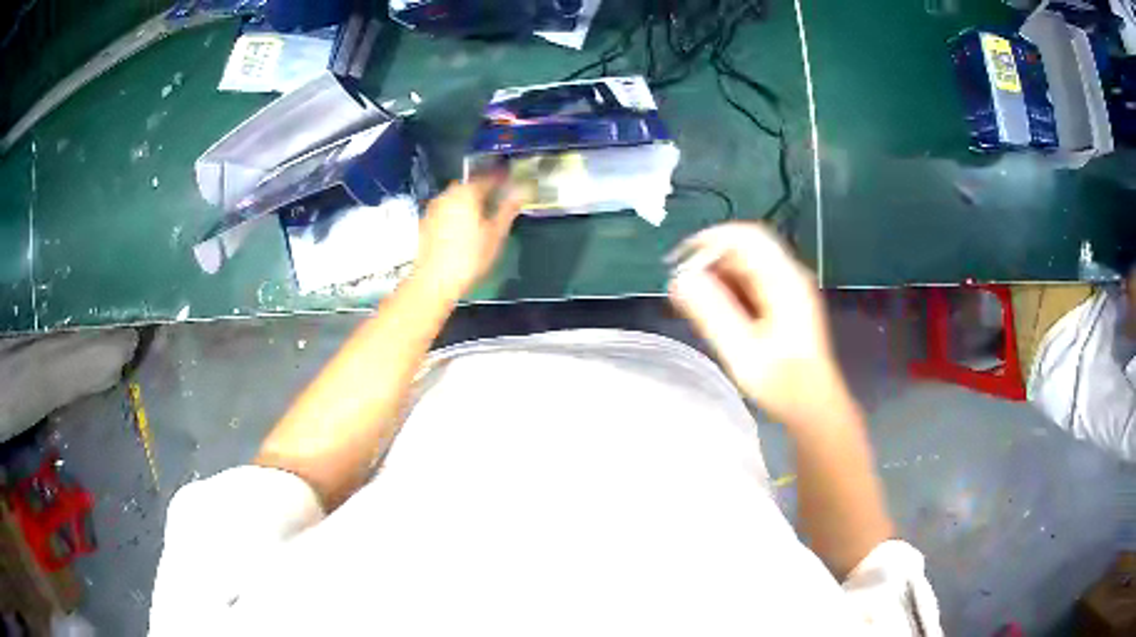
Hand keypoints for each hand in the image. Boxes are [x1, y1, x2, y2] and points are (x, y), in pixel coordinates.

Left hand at [415, 175, 524, 301]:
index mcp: (467, 193)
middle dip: (483, 191)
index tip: (512, 183)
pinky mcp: (424, 223)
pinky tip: (461, 230)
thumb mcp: (495, 235)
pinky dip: (455, 214)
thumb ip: (508, 210)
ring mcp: (433, 208)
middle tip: (496, 202)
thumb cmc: (469, 258)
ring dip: (468, 202)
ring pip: (455, 198)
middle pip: (469, 186)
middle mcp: (448, 195)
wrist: (434, 281)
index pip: (488, 178)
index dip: (502, 180)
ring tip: (479, 217)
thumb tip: (520, 192)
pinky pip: (445, 211)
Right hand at [668, 223, 848, 425]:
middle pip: (745, 248)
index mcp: (785, 280)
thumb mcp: (742, 350)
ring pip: (746, 265)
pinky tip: (713, 311)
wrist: (813, 406)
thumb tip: (679, 279)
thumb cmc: (782, 383)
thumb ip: (711, 312)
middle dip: (710, 261)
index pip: (745, 237)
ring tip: (692, 301)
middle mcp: (788, 276)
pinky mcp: (783, 303)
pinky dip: (728, 289)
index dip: (709, 241)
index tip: (678, 262)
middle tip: (681, 287)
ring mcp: (788, 288)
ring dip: (717, 276)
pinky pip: (751, 282)